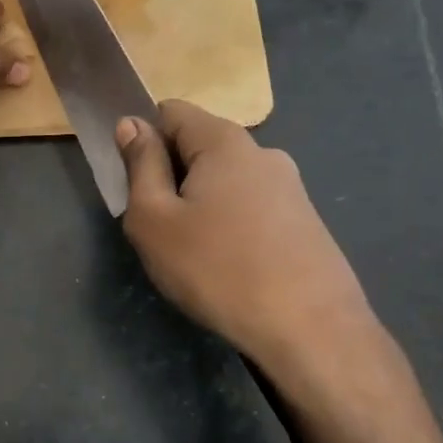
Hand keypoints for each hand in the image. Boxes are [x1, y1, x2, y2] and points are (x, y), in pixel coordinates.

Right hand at [117, 100, 390, 406]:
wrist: (311, 331)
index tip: (134, 183)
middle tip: (158, 226)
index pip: (170, 111)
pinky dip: (229, 225)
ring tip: (193, 253)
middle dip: (171, 176)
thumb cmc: (217, 269)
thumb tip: (131, 124)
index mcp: (224, 141)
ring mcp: (290, 187)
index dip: (143, 138)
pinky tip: (228, 267)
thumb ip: (140, 165)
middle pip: (199, 145)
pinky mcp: (305, 221)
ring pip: (224, 181)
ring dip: (199, 204)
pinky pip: (250, 207)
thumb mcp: (154, 219)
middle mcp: (263, 152)